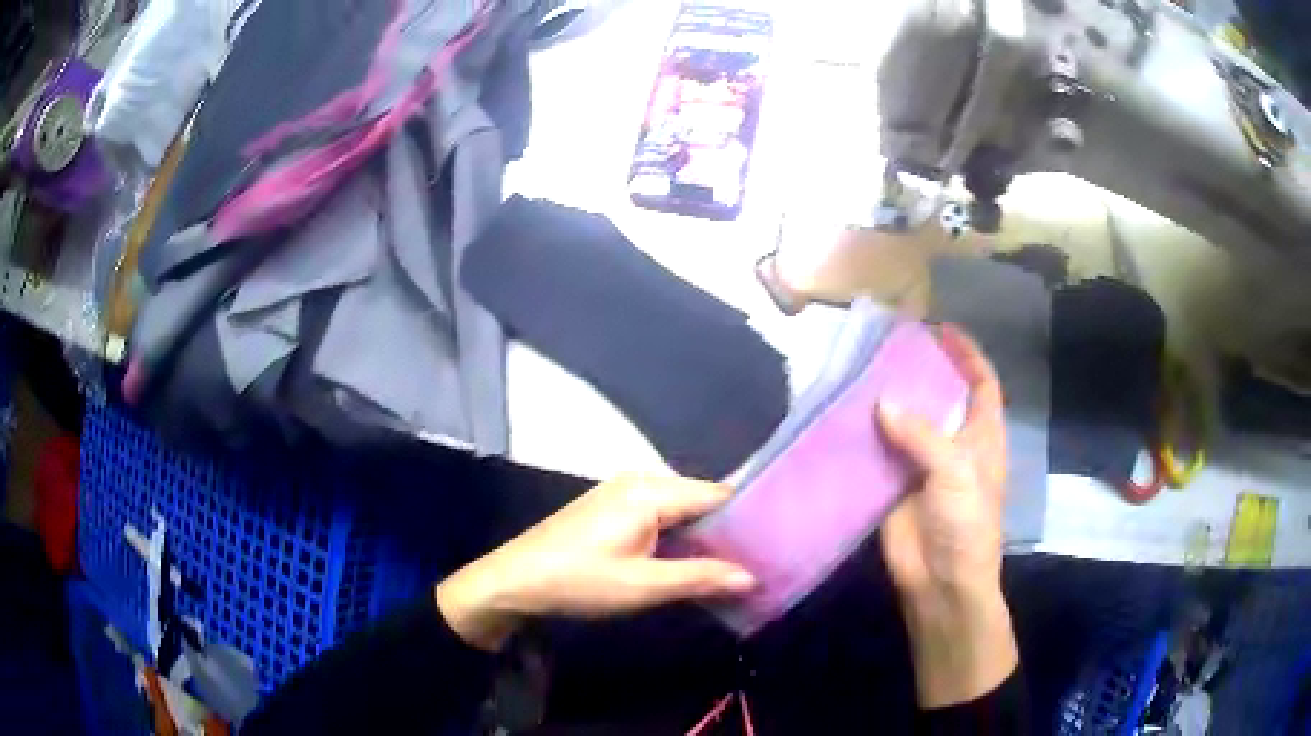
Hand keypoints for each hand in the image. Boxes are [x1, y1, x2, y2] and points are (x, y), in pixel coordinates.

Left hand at [435, 476, 756, 651]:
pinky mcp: (610, 508)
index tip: (774, 544)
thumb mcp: (643, 586)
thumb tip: (752, 577)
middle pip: (699, 500)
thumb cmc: (579, 581)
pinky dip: (679, 536)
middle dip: (727, 530)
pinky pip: (659, 515)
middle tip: (757, 561)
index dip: (748, 518)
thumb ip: (701, 577)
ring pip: (680, 509)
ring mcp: (621, 492)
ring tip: (732, 565)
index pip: (717, 495)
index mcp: (650, 491)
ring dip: (702, 536)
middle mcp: (639, 481)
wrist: (514, 580)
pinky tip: (690, 561)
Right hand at [877, 325, 1017, 707]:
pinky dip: (865, 435)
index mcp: (982, 438)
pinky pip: (878, 453)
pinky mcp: (892, 487)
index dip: (968, 356)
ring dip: (889, 400)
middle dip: (922, 371)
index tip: (944, 329)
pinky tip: (845, 414)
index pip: (982, 385)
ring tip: (863, 369)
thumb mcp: (956, 472)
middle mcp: (954, 446)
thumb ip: (921, 434)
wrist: (941, 584)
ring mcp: (921, 466)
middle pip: (940, 398)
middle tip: (891, 344)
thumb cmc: (966, 524)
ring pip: (906, 423)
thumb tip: (881, 402)